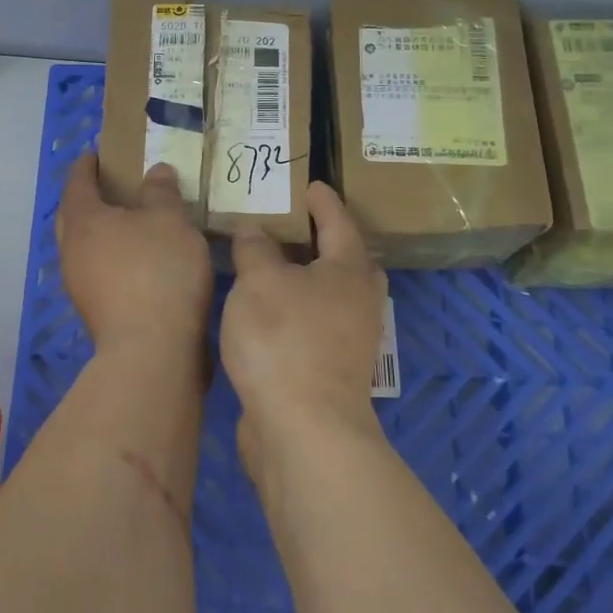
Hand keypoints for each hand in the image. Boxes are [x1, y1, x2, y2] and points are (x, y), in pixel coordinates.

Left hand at [57, 153, 212, 352]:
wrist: (151, 350)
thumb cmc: (158, 272)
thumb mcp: (170, 221)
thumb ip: (161, 192)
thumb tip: (155, 171)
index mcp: (83, 220)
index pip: (78, 182)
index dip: (87, 165)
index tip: (96, 154)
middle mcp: (72, 251)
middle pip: (73, 215)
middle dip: (87, 198)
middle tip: (110, 186)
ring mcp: (80, 285)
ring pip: (84, 247)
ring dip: (101, 232)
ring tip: (130, 223)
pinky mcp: (96, 312)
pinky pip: (98, 271)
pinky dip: (112, 258)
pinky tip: (138, 261)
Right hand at [221, 182, 385, 477]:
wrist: (303, 428)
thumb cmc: (284, 339)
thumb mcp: (259, 281)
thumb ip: (255, 249)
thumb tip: (255, 229)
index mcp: (349, 270)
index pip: (338, 222)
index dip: (323, 201)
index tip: (311, 185)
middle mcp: (358, 301)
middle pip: (346, 261)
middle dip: (324, 241)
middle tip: (294, 226)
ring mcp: (349, 340)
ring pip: (330, 295)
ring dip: (306, 278)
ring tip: (271, 266)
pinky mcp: (331, 369)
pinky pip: (314, 324)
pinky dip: (295, 309)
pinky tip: (266, 311)